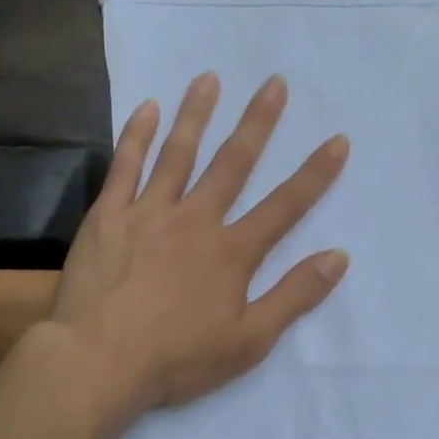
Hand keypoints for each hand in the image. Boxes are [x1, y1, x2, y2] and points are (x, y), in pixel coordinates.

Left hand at [52, 71, 349, 416]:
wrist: (100, 360)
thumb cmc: (177, 358)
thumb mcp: (249, 340)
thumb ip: (294, 296)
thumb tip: (339, 257)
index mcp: (232, 252)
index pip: (284, 207)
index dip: (314, 174)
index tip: (337, 140)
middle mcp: (195, 220)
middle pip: (233, 164)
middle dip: (257, 123)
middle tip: (274, 83)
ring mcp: (148, 213)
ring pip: (178, 153)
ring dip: (196, 114)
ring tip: (209, 78)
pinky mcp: (108, 216)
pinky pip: (125, 167)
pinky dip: (136, 136)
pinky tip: (147, 108)